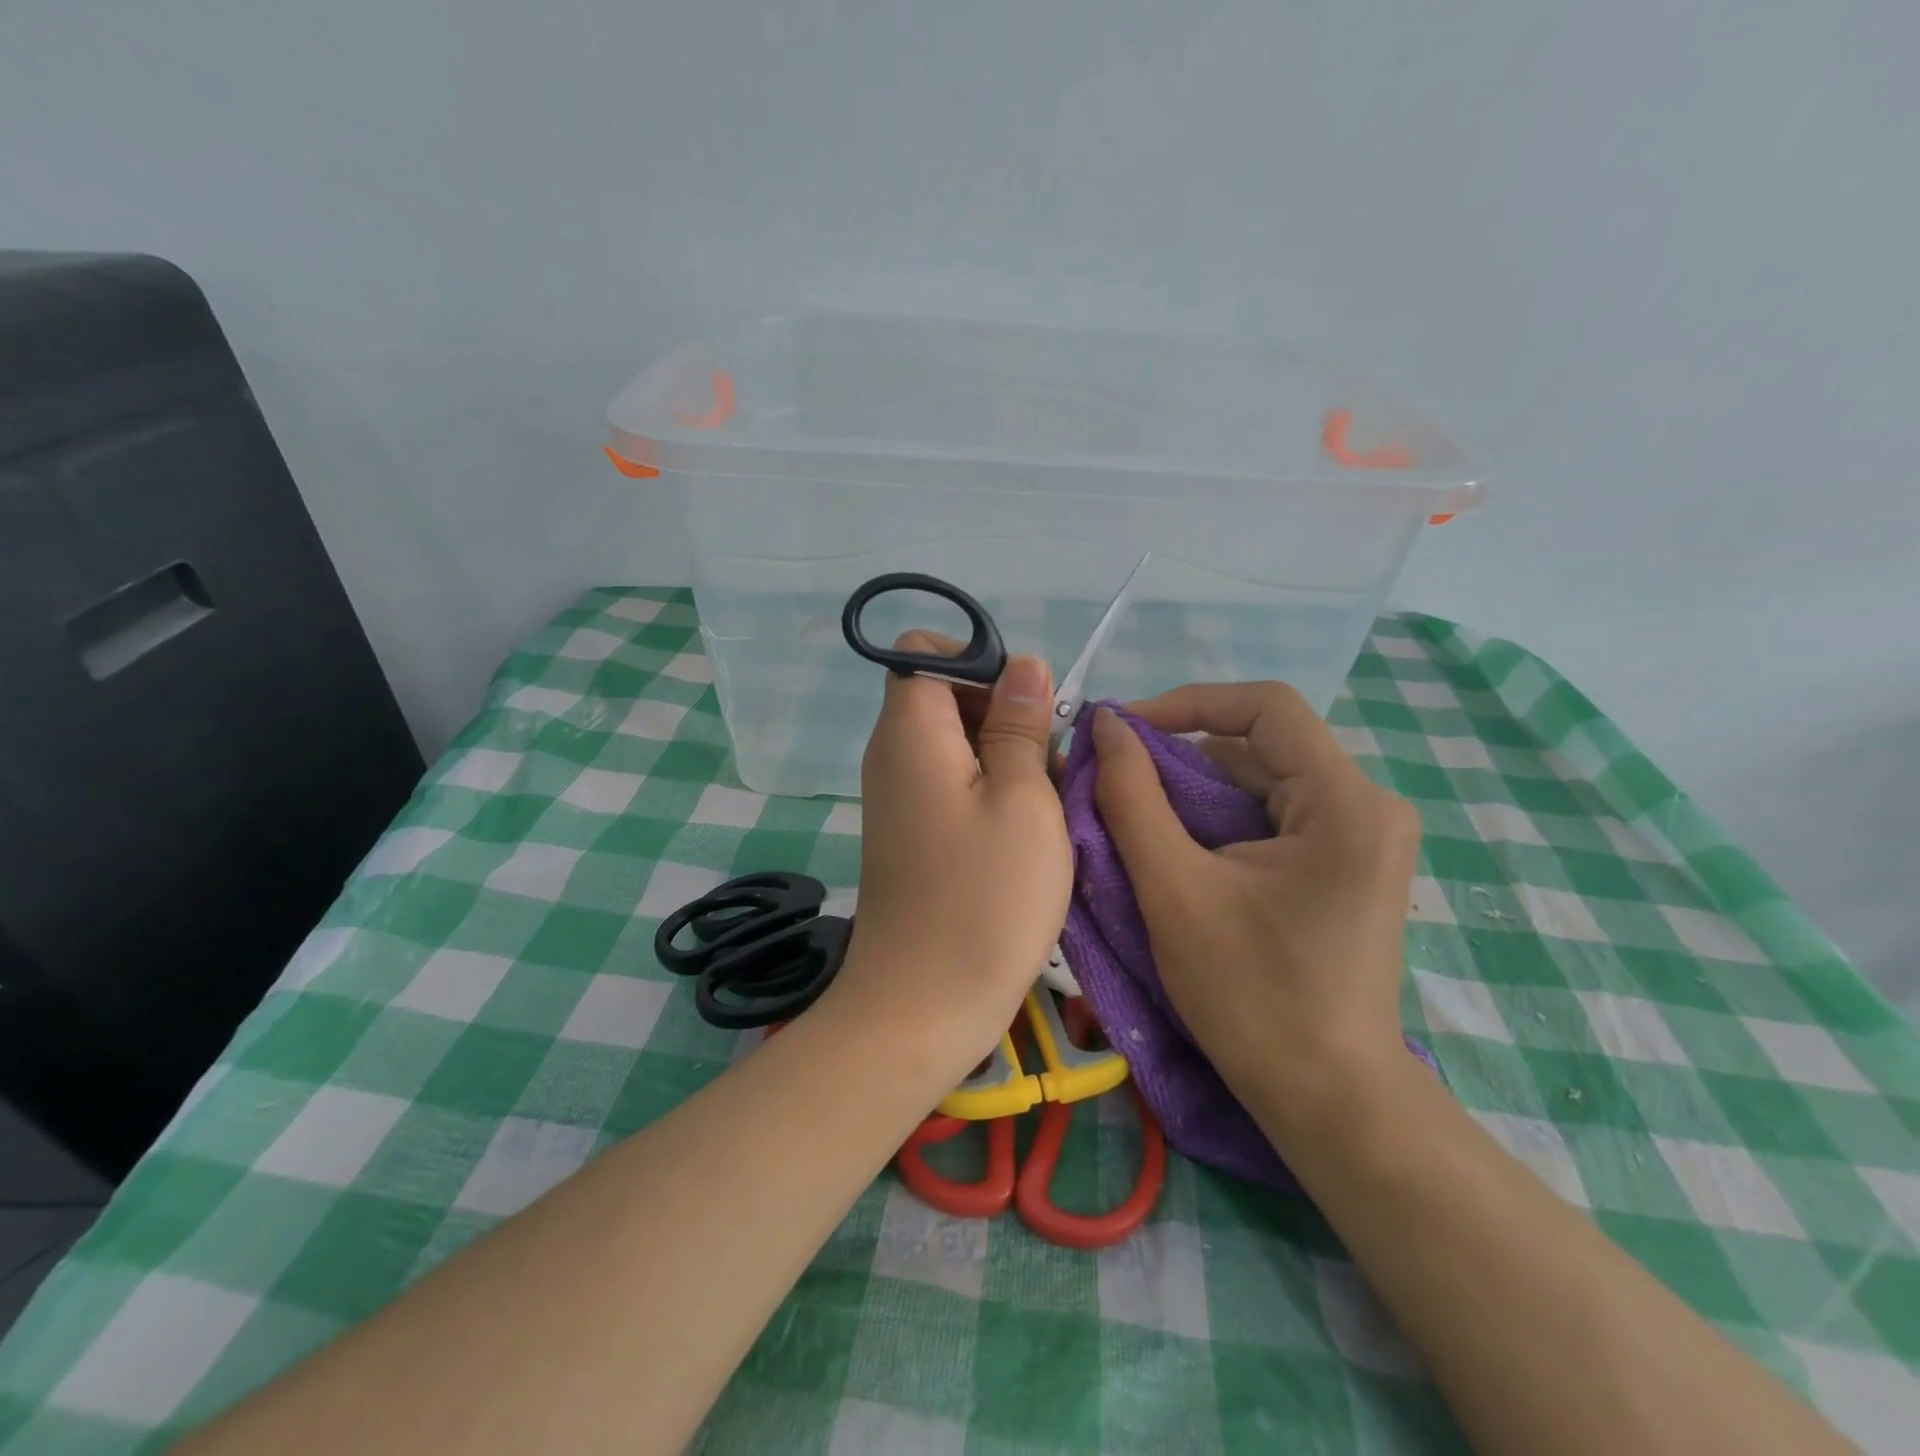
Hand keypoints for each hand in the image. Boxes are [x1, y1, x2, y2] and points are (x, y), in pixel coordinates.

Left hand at [826, 634, 1072, 1081]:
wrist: (921, 1007)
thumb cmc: (984, 900)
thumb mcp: (1024, 800)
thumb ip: (1020, 724)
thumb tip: (1023, 665)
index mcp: (910, 732)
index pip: (923, 652)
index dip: (977, 661)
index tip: (1023, 708)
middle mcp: (892, 755)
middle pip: (943, 694)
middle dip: (1001, 713)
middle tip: (1045, 765)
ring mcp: (897, 797)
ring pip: (955, 743)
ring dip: (1004, 757)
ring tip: (1042, 807)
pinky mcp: (910, 833)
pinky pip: (950, 784)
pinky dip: (988, 792)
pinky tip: (1022, 835)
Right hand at [1088, 683, 1419, 1119]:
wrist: (1329, 1100)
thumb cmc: (1251, 997)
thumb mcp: (1173, 889)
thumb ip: (1133, 797)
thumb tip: (1106, 726)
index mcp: (1346, 803)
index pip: (1265, 708)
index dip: (1186, 703)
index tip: (1122, 730)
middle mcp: (1368, 805)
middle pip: (1262, 746)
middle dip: (1181, 757)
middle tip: (1115, 780)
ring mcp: (1363, 837)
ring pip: (1262, 781)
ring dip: (1194, 793)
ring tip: (1135, 819)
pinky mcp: (1347, 864)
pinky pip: (1273, 816)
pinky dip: (1219, 822)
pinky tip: (1178, 851)